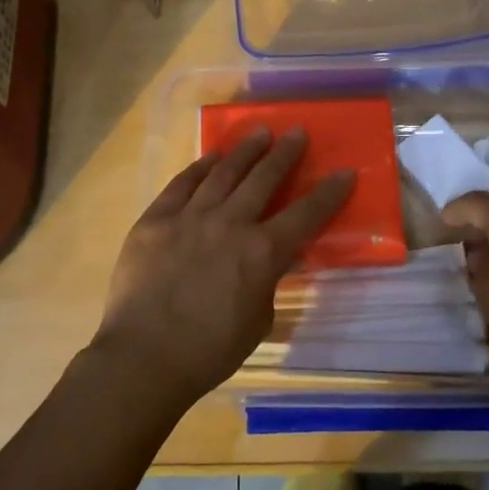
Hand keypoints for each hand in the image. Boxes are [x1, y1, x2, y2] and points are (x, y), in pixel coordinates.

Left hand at [95, 127, 354, 407]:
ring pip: (224, 173)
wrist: (144, 357)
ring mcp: (190, 216)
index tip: (344, 171)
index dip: (329, 192)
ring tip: (259, 132)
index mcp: (262, 252)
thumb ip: (267, 282)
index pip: (306, 215)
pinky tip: (210, 158)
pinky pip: (182, 184)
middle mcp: (230, 223)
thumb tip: (270, 262)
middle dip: (284, 153)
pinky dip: (199, 168)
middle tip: (296, 132)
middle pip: (264, 178)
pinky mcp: (156, 219)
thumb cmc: (209, 351)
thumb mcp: (258, 320)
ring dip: (245, 151)